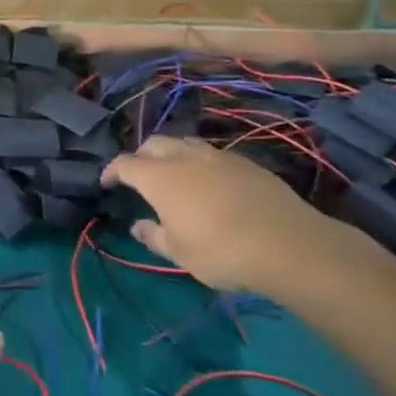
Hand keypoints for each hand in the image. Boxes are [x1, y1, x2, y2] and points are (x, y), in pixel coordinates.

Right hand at [101, 135, 352, 295]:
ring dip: (172, 154)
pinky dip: (201, 163)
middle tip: (139, 175)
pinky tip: (210, 183)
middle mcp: (185, 158)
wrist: (288, 245)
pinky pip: (213, 154)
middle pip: (154, 143)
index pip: (125, 164)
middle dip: (141, 155)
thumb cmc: (220, 251)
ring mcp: (219, 157)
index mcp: (159, 177)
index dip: (112, 171)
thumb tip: (138, 225)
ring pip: (186, 143)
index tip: (107, 183)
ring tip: (174, 173)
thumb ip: (153, 236)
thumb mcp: (179, 252)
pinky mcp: (247, 163)